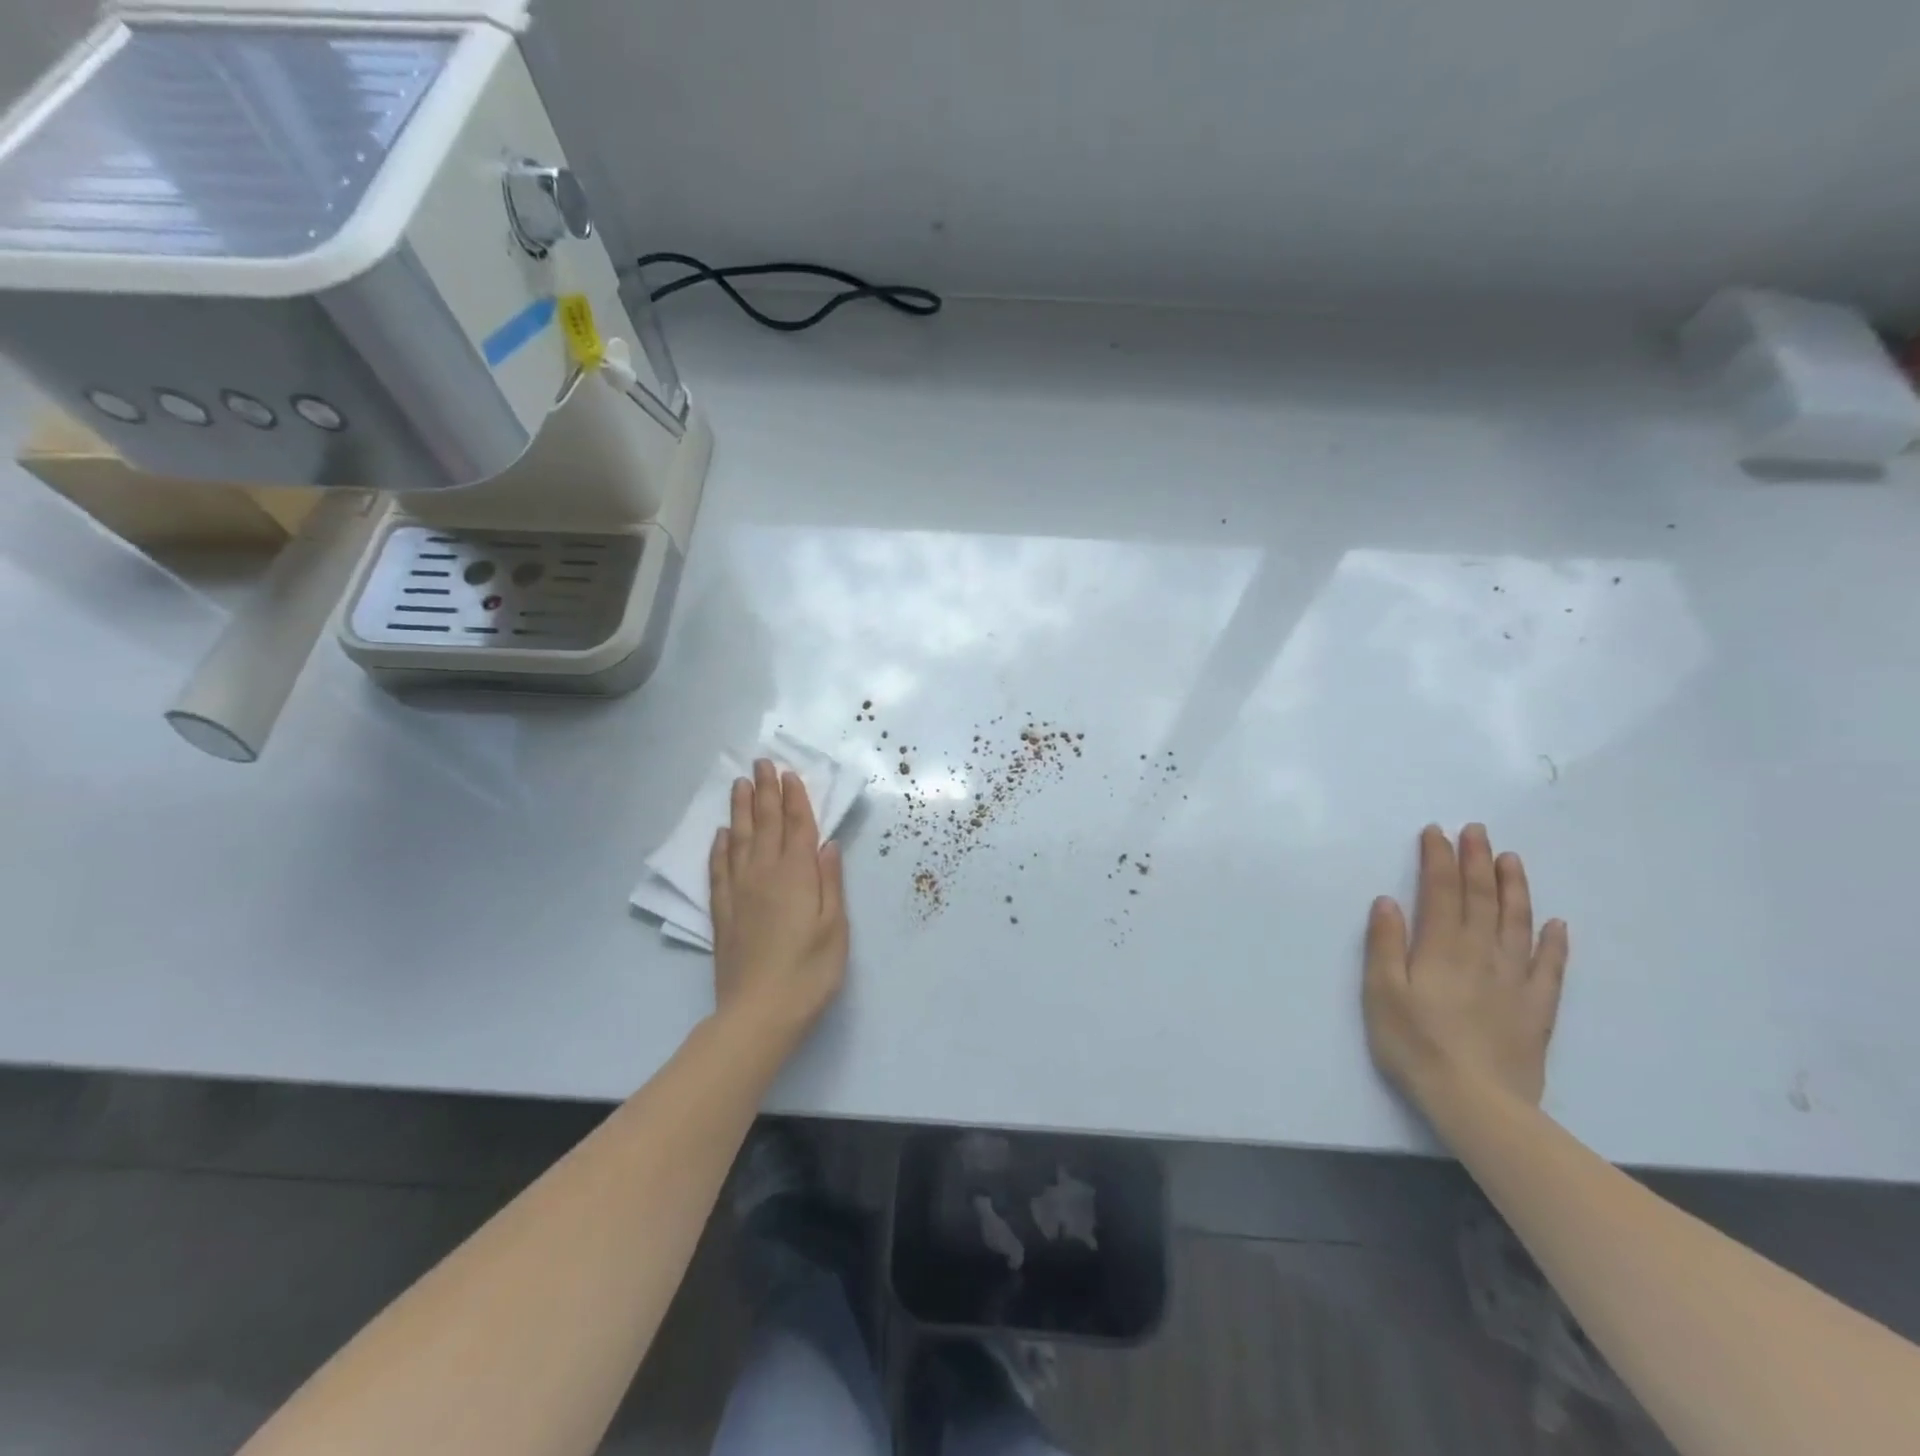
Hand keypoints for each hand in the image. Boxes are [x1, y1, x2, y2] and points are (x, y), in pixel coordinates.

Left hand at [709, 760, 848, 1046]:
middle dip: (765, 792)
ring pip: (738, 839)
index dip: (795, 798)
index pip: (797, 826)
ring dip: (740, 809)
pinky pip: (718, 869)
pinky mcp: (722, 912)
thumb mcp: (836, 927)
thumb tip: (827, 843)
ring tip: (740, 784)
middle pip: (764, 824)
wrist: (759, 1014)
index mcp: (797, 875)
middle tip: (761, 763)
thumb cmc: (810, 971)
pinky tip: (720, 835)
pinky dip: (719, 848)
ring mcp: (739, 892)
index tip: (790, 773)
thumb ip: (831, 882)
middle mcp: (765, 874)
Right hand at [1363, 824, 1568, 1113]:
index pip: (1441, 892)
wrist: (1477, 1103)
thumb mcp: (1382, 993)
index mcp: (1441, 948)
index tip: (1436, 832)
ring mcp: (1514, 981)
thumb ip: (1385, 944)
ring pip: (1518, 924)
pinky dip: (1554, 943)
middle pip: (1481, 899)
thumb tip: (1387, 900)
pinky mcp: (1536, 1009)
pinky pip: (1550, 968)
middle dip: (1476, 861)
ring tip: (1511, 860)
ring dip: (1514, 889)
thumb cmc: (1415, 1044)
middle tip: (1476, 830)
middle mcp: (1481, 954)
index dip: (1438, 859)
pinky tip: (1556, 925)